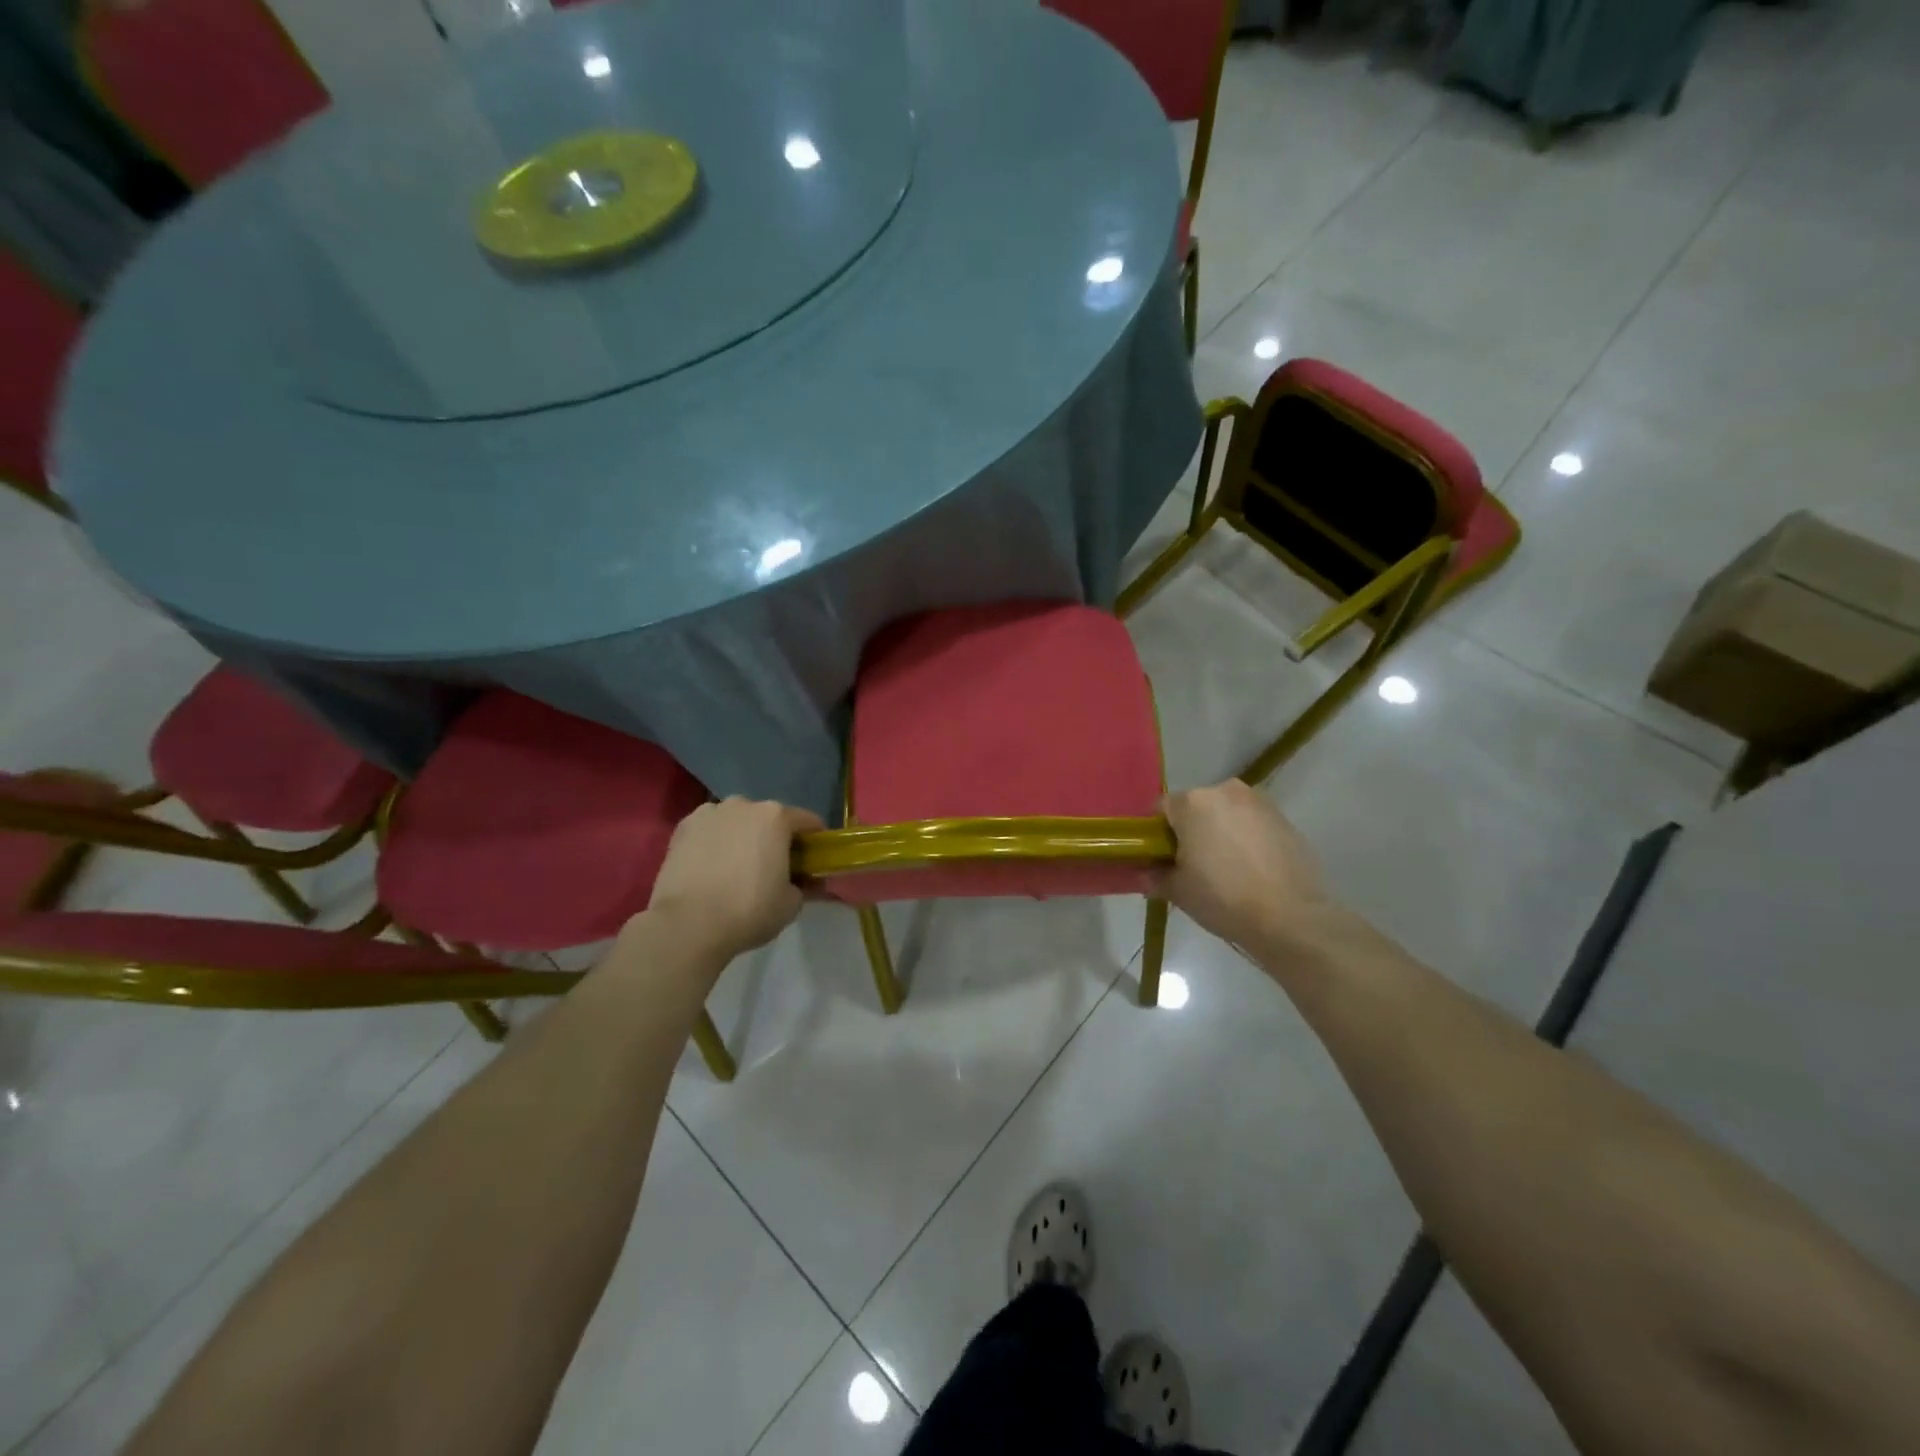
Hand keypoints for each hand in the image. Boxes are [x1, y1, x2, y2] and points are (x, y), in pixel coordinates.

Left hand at [643, 798, 823, 965]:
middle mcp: (743, 805)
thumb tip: (805, 882)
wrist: (687, 924)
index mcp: (776, 817)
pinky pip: (709, 831)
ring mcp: (709, 813)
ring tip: (736, 868)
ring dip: (742, 837)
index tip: (813, 862)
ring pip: (736, 822)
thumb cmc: (748, 910)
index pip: (808, 822)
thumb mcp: (791, 904)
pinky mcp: (682, 828)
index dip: (814, 842)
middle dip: (775, 838)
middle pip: (769, 818)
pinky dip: (714, 843)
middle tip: (774, 868)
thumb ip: (804, 886)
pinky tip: (711, 868)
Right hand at [1158, 780, 1331, 952]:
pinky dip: (1246, 839)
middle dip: (1191, 831)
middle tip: (1192, 866)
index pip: (1162, 811)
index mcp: (1193, 802)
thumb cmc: (1223, 898)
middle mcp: (1225, 791)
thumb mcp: (1178, 891)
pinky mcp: (1284, 819)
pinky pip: (1252, 824)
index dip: (1158, 835)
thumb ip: (1154, 876)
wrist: (1291, 918)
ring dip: (1220, 833)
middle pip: (1196, 808)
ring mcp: (1259, 803)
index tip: (1163, 859)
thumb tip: (1146, 873)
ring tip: (1225, 869)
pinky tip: (1250, 870)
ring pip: (1226, 814)